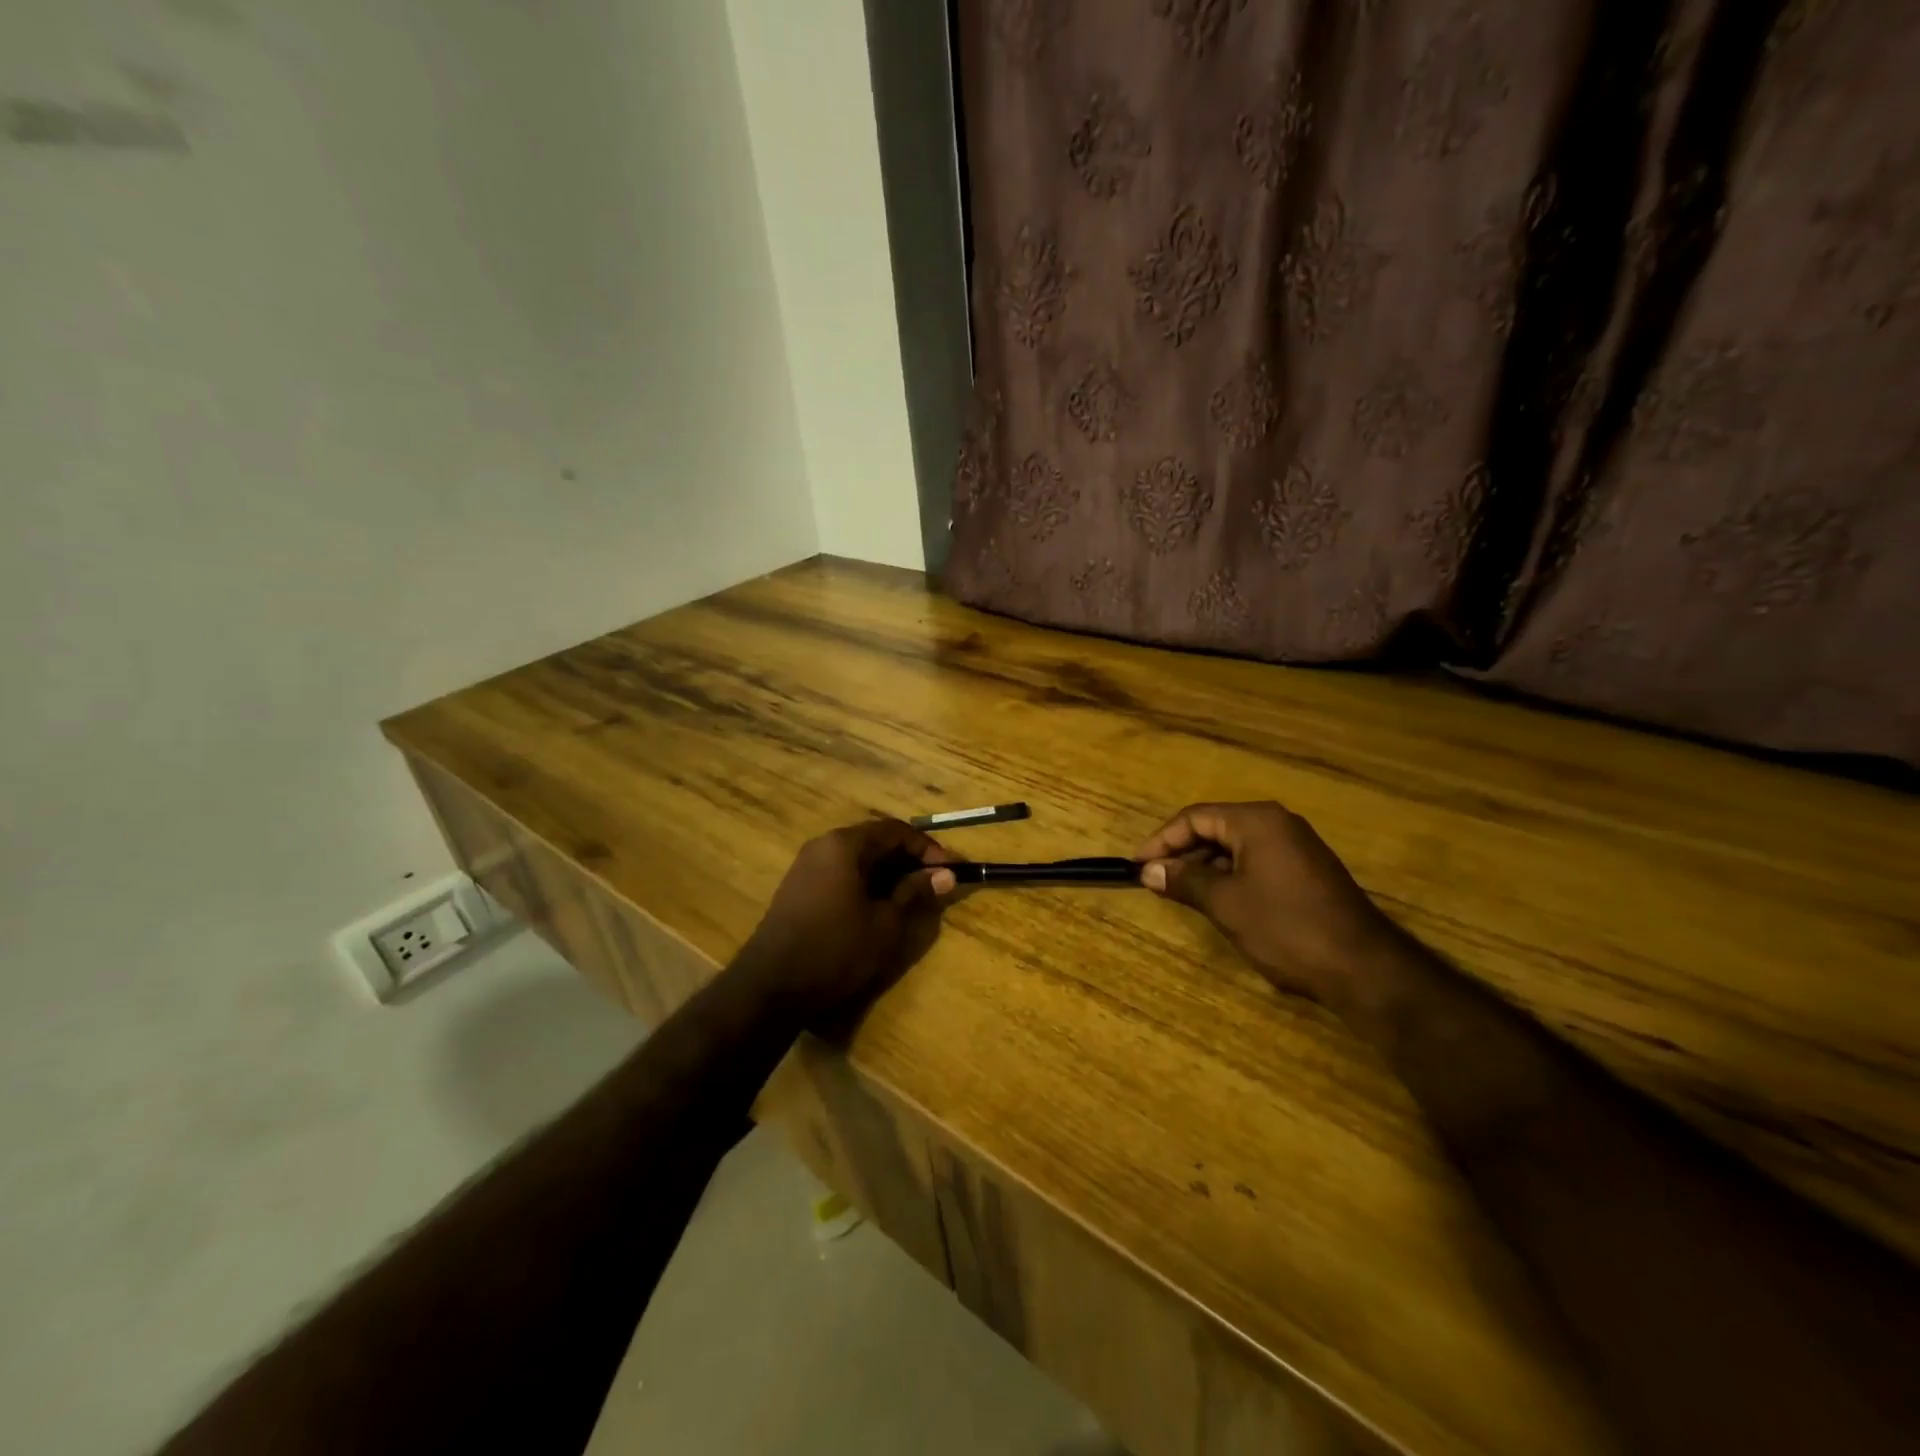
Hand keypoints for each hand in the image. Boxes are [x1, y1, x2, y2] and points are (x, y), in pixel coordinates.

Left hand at [737, 818, 959, 1022]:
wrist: (771, 986)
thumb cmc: (836, 950)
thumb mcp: (886, 923)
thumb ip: (915, 892)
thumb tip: (946, 874)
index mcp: (844, 845)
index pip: (895, 831)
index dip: (927, 848)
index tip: (949, 870)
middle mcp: (823, 845)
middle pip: (875, 840)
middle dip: (908, 859)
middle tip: (934, 883)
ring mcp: (806, 866)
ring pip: (857, 858)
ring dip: (887, 872)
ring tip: (911, 896)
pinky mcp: (798, 888)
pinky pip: (840, 873)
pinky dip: (865, 882)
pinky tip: (878, 906)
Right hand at [1135, 802, 1400, 1011]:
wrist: (1363, 967)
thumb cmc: (1286, 927)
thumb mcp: (1226, 904)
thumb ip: (1184, 880)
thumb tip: (1149, 870)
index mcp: (1256, 821)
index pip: (1194, 817)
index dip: (1161, 840)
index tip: (1137, 866)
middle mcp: (1277, 824)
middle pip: (1215, 828)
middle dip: (1182, 853)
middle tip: (1155, 880)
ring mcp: (1296, 847)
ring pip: (1235, 847)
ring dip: (1204, 866)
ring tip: (1180, 893)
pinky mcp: (1307, 871)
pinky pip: (1256, 862)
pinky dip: (1230, 876)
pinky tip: (1218, 901)